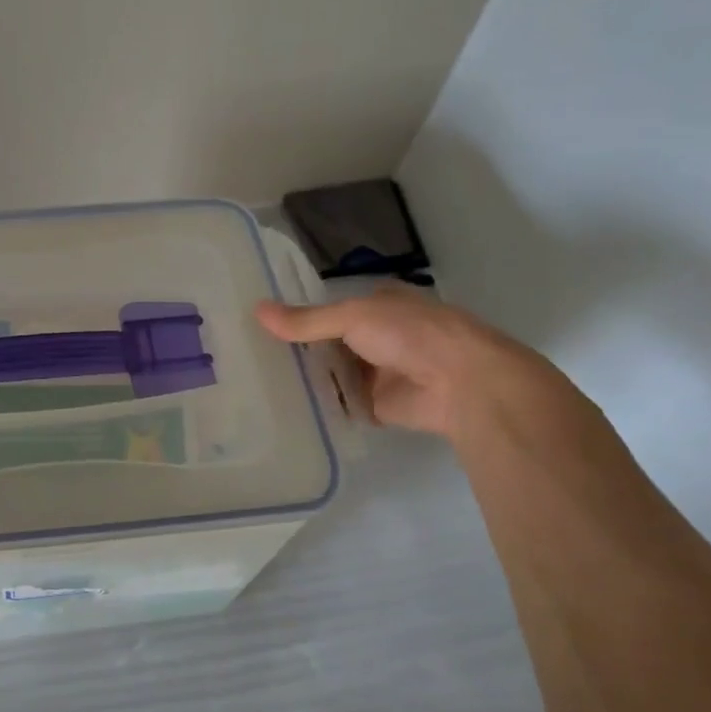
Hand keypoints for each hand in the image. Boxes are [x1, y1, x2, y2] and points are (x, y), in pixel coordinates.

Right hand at [255, 285, 538, 439]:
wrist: (460, 384)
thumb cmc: (410, 335)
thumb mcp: (353, 317)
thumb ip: (306, 321)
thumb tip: (256, 310)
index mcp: (378, 305)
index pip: (330, 307)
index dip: (299, 314)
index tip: (260, 322)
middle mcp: (377, 336)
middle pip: (329, 342)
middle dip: (298, 348)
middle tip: (249, 354)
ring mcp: (377, 372)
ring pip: (333, 373)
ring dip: (307, 377)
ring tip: (257, 381)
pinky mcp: (377, 405)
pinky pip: (341, 403)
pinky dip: (320, 405)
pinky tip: (284, 406)